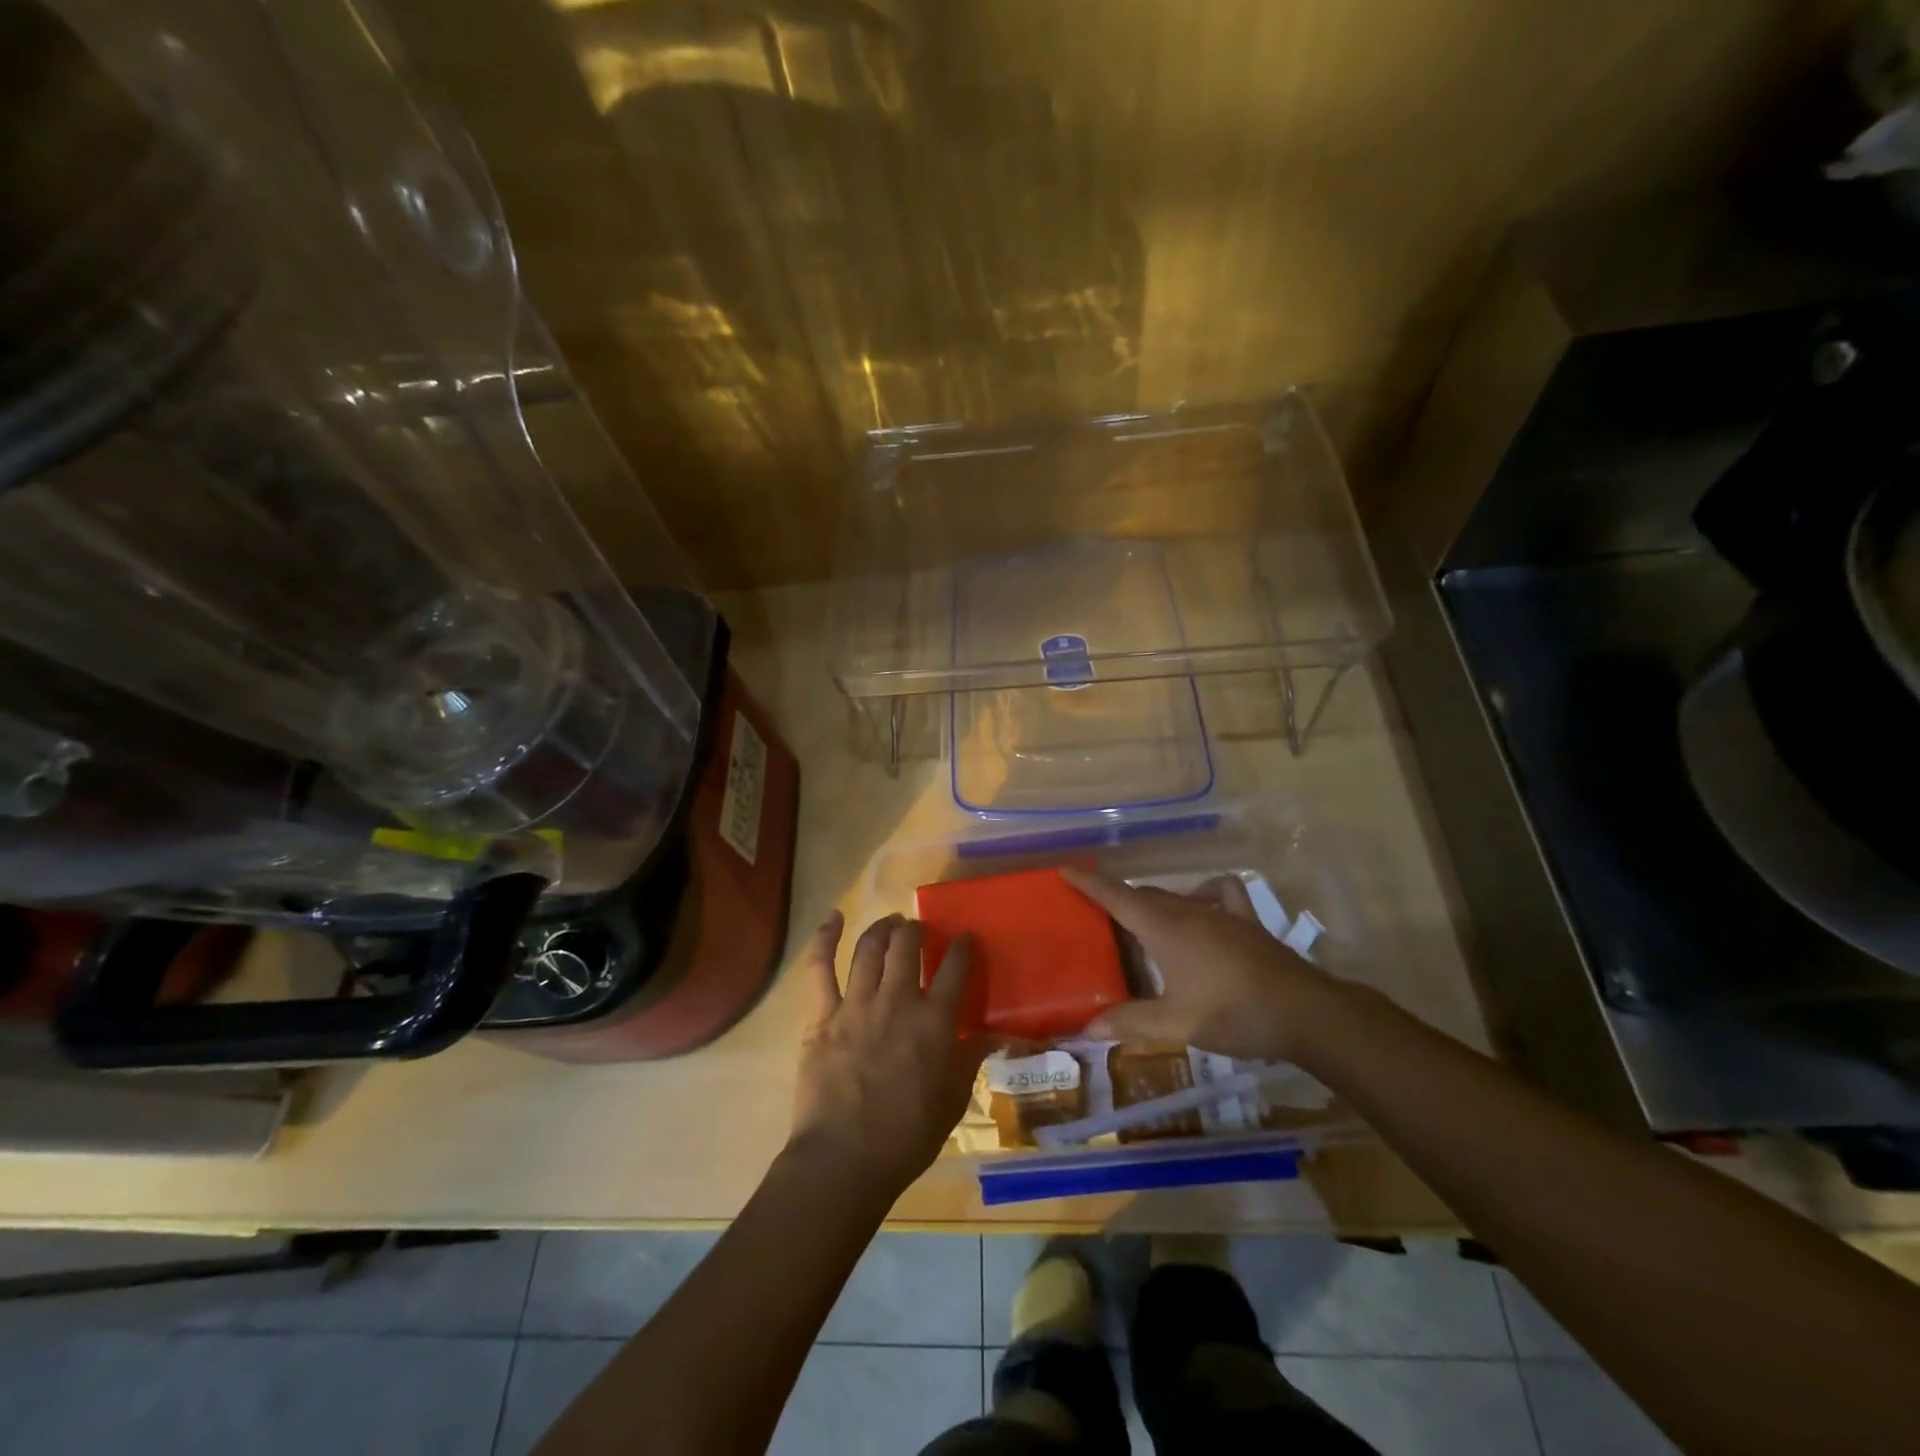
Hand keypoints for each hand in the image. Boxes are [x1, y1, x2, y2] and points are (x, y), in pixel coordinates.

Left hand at [788, 912, 993, 1198]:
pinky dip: (824, 939)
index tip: (965, 938)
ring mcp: (856, 1004)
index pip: (955, 969)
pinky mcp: (823, 1015)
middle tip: (919, 930)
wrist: (845, 1159)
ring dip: (882, 929)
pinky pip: (820, 968)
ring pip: (869, 948)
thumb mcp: (952, 1101)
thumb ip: (969, 1059)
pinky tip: (832, 919)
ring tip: (890, 923)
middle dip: (916, 930)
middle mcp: (897, 1001)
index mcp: (934, 1021)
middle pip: (908, 946)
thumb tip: (992, 1034)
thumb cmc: (906, 1137)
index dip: (963, 948)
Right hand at [1063, 868, 1337, 1060]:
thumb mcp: (1178, 1024)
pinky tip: (1202, 908)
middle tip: (1096, 914)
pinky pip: (1220, 892)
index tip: (1065, 870)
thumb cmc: (1235, 1014)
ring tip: (1141, 922)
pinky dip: (1204, 893)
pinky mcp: (1247, 921)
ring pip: (1175, 896)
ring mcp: (1221, 913)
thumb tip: (1086, 1028)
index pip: (1117, 897)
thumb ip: (1131, 1022)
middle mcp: (1188, 911)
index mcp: (1165, 929)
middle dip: (1117, 899)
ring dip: (1152, 902)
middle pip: (1143, 896)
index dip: (1089, 882)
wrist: (1306, 1013)